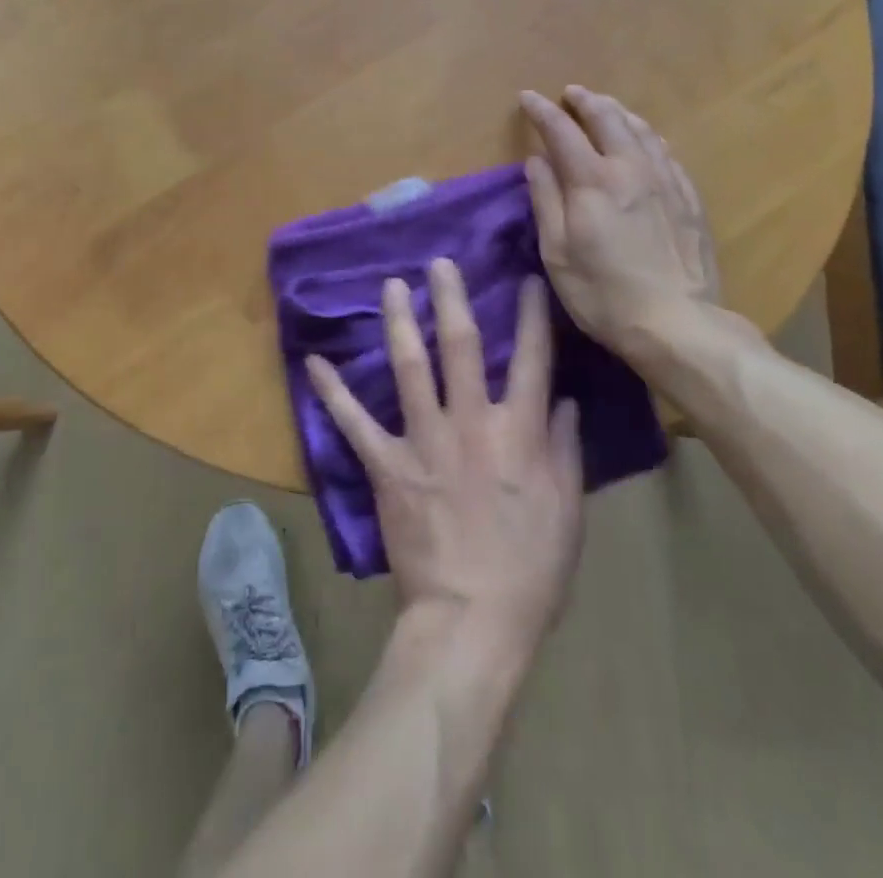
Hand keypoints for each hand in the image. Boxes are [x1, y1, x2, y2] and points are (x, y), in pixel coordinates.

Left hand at [306, 259, 583, 666]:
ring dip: (399, 323)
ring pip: (409, 368)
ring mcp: (424, 441)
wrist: (471, 621)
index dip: (531, 315)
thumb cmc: (530, 569)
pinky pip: (354, 423)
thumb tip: (564, 400)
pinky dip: (333, 393)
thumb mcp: (567, 510)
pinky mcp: (387, 466)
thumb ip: (565, 449)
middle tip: (440, 262)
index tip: (526, 279)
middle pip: (461, 346)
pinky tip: (315, 363)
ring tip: (391, 286)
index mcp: (518, 432)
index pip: (531, 359)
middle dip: (451, 298)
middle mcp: (470, 423)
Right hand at [519, 85, 758, 369]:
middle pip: (607, 118)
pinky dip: (648, 137)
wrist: (677, 323)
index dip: (541, 111)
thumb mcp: (557, 253)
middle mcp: (631, 168)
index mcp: (592, 181)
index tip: (527, 97)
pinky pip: (667, 153)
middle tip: (570, 93)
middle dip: (585, 101)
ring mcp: (666, 181)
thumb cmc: (603, 294)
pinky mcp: (689, 198)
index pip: (561, 131)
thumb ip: (546, 200)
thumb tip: (537, 160)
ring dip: (619, 112)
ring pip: (642, 130)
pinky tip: (646, 141)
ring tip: (606, 107)